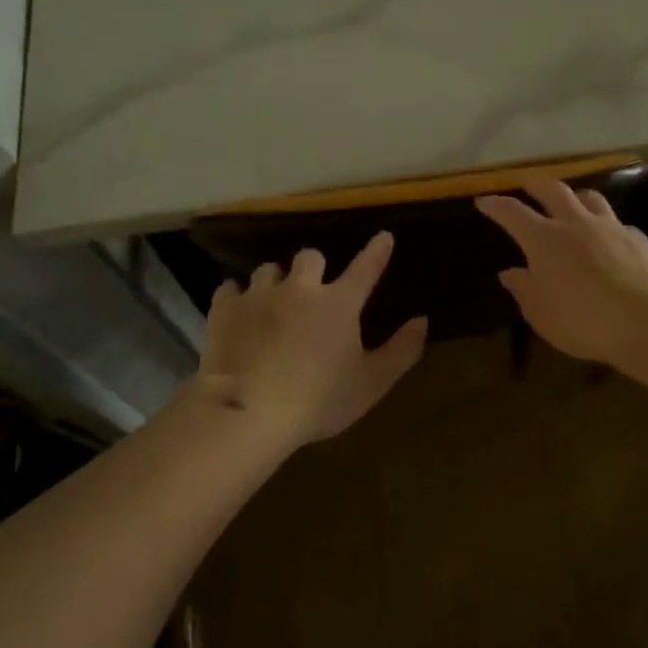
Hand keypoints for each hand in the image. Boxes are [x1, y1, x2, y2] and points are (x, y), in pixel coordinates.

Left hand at [198, 233, 427, 446]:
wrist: (248, 411)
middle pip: (310, 256)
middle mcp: (300, 288)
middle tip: (312, 289)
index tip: (384, 236)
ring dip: (275, 281)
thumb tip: (422, 321)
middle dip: (314, 267)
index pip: (366, 268)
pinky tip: (239, 311)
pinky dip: (238, 297)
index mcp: (339, 303)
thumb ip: (401, 351)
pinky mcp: (225, 309)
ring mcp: (259, 295)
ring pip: (269, 269)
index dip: (377, 251)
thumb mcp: (371, 384)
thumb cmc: (318, 400)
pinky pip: (230, 288)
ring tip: (274, 301)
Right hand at [475, 181, 647, 363]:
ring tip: (573, 203)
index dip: (496, 205)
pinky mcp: (638, 239)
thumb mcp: (540, 313)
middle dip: (536, 185)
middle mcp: (576, 223)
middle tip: (527, 185)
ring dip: (576, 197)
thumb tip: (510, 273)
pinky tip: (611, 242)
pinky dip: (608, 229)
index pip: (512, 213)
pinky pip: (619, 225)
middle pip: (553, 190)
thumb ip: (523, 289)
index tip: (483, 200)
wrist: (646, 320)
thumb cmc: (582, 320)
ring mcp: (611, 227)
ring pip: (591, 198)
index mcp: (544, 240)